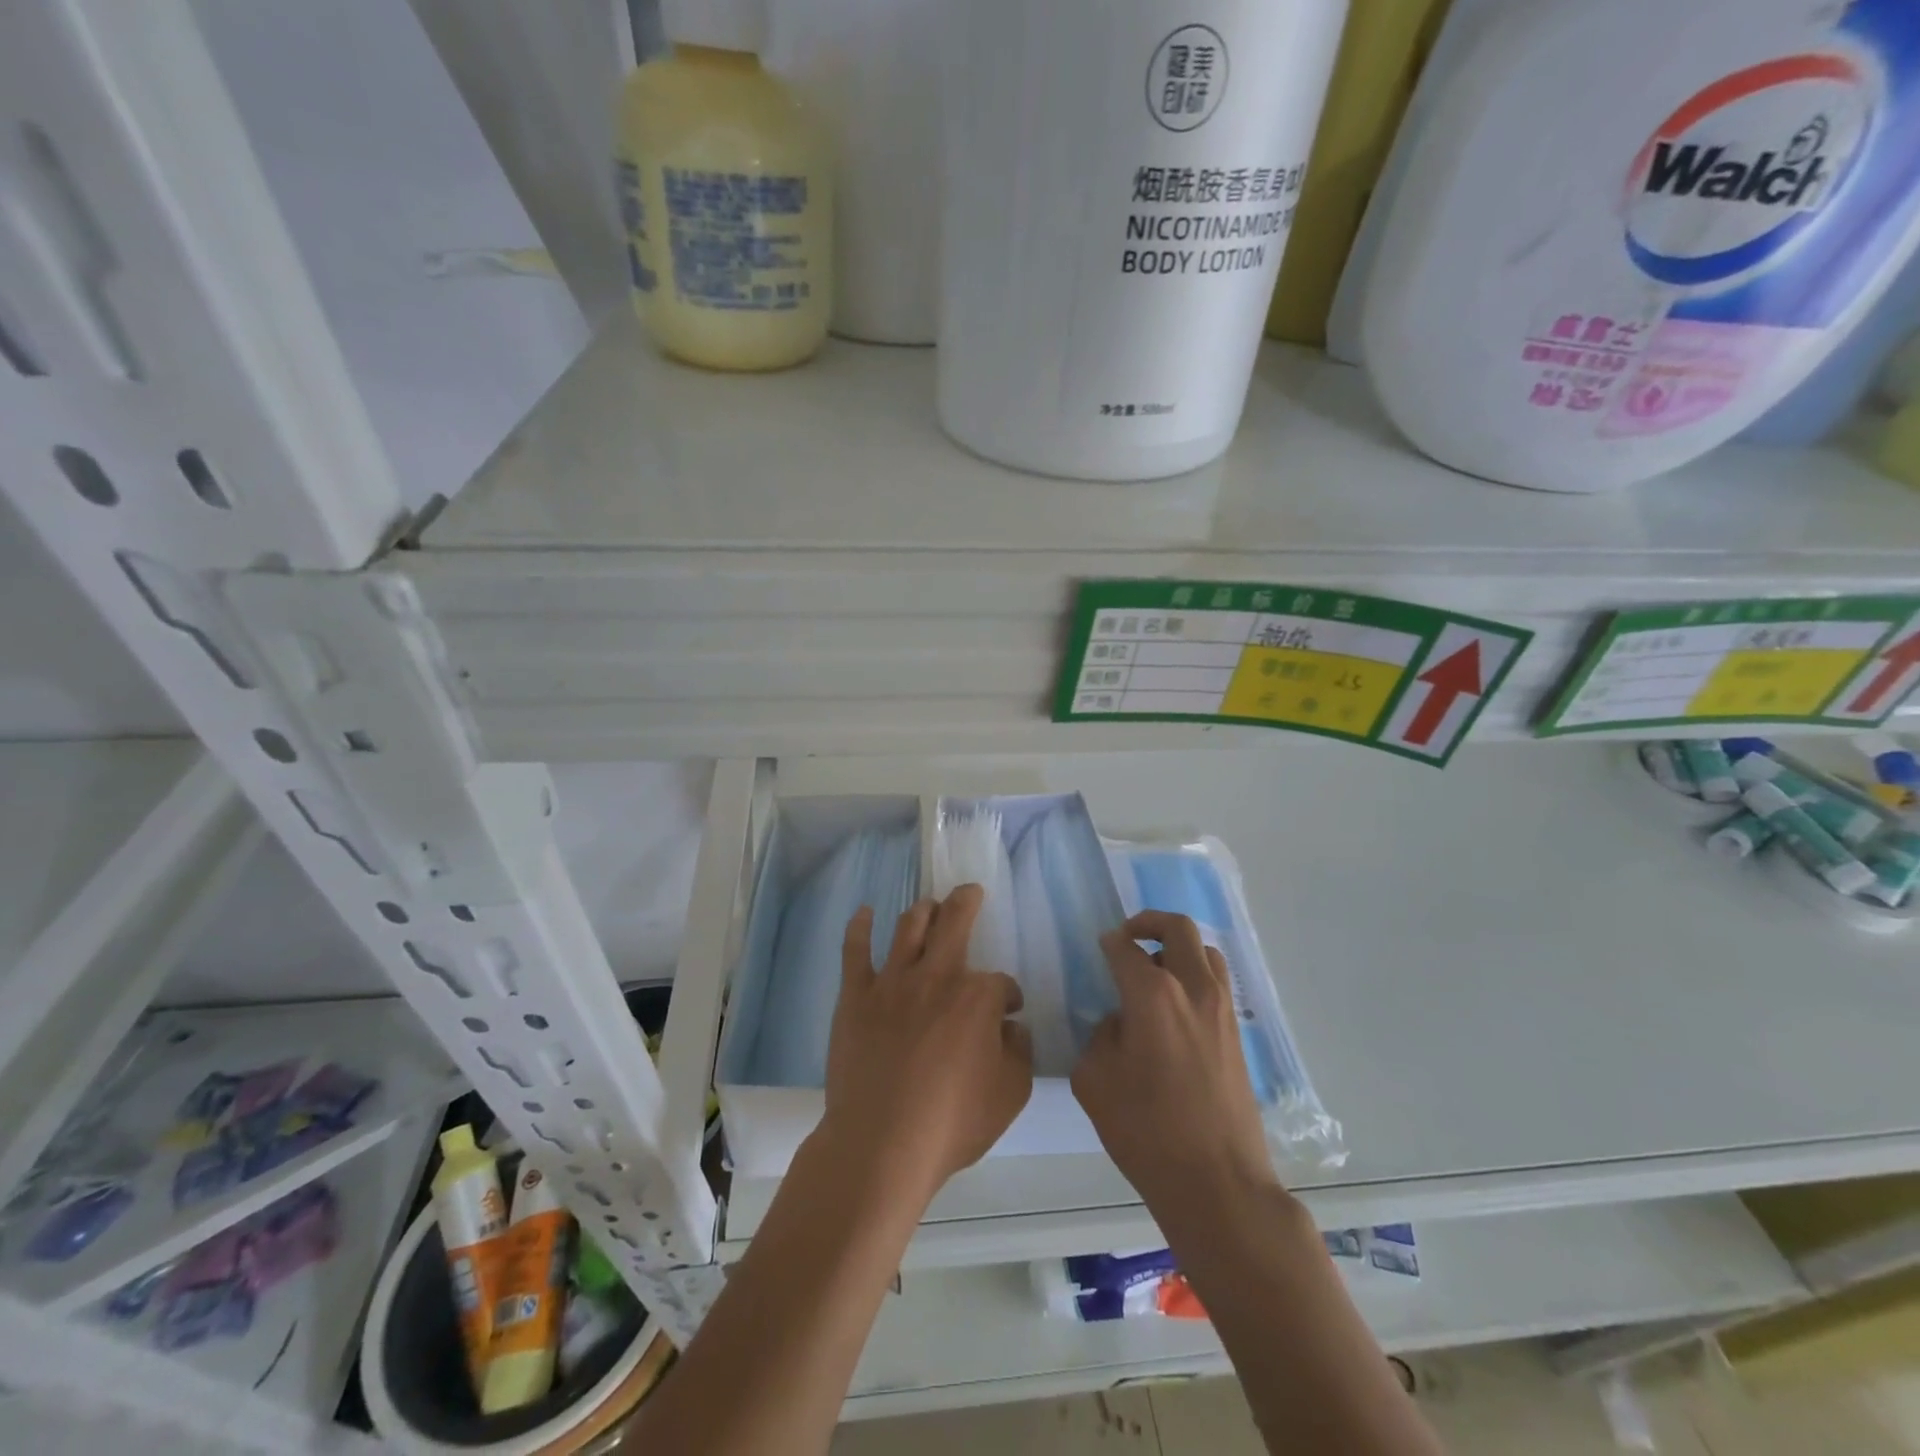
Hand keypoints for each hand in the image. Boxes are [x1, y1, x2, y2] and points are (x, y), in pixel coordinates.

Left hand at [817, 885, 1033, 1207]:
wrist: (880, 1143)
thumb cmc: (951, 1122)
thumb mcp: (1010, 1095)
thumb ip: (1020, 1054)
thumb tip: (1013, 1028)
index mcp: (977, 997)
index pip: (1000, 983)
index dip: (1009, 996)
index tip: (1009, 1013)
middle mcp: (936, 976)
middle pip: (955, 922)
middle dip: (966, 902)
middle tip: (970, 891)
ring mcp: (892, 982)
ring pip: (909, 927)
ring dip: (923, 910)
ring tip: (929, 904)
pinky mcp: (856, 996)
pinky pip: (855, 951)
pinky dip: (860, 927)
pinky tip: (864, 912)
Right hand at [1072, 911, 1277, 1214]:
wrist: (1219, 1184)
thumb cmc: (1147, 1132)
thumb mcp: (1095, 1081)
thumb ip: (1100, 1037)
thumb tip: (1119, 1022)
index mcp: (1154, 995)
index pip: (1126, 948)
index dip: (1109, 943)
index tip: (1101, 947)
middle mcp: (1194, 989)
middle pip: (1178, 929)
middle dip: (1149, 923)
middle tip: (1129, 938)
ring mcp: (1223, 1011)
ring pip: (1206, 952)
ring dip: (1179, 949)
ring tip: (1155, 973)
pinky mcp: (1238, 1034)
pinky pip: (1218, 983)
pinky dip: (1196, 977)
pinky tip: (1176, 1010)